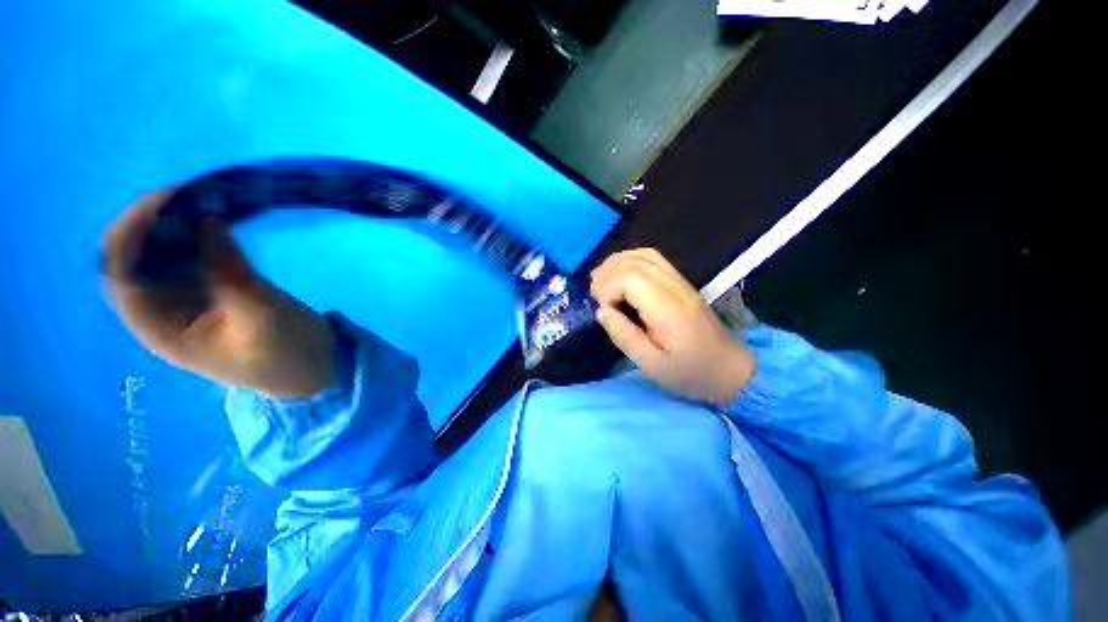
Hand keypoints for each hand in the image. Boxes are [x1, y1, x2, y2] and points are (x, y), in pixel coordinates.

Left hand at [101, 190, 335, 397]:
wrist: (317, 368)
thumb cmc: (287, 354)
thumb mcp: (261, 315)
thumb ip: (229, 271)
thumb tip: (206, 217)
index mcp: (160, 329)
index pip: (121, 274)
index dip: (133, 232)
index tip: (168, 199)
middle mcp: (162, 311)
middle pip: (134, 258)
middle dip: (153, 221)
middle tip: (191, 193)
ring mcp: (187, 299)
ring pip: (162, 252)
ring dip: (177, 223)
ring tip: (204, 198)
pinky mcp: (212, 289)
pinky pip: (192, 255)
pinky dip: (200, 233)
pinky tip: (216, 218)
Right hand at [590, 249, 753, 405]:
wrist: (729, 369)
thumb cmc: (690, 373)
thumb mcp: (652, 365)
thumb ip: (624, 336)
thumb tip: (602, 311)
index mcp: (666, 308)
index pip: (629, 279)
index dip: (607, 289)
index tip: (603, 311)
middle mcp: (673, 286)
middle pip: (633, 262)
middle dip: (606, 275)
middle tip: (595, 296)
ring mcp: (679, 281)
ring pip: (642, 255)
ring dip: (616, 264)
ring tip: (601, 283)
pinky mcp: (680, 283)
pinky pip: (652, 258)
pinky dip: (630, 261)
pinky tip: (620, 275)